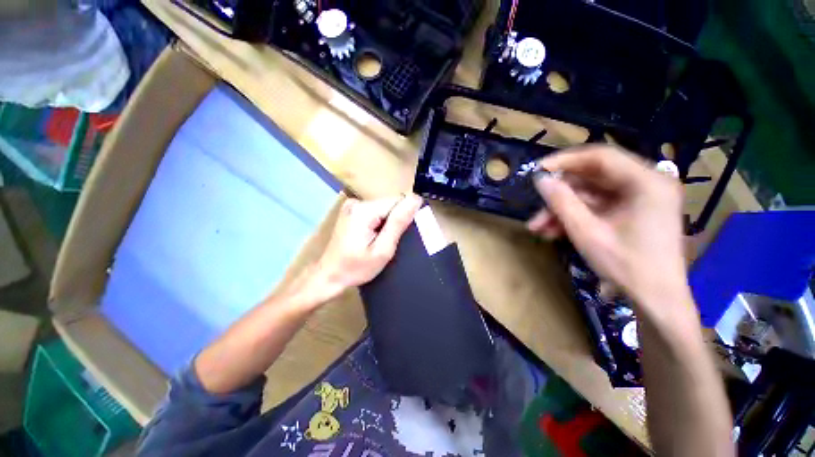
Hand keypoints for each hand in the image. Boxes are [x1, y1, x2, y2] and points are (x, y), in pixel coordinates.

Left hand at [312, 194, 422, 300]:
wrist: (329, 275)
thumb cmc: (356, 268)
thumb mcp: (382, 250)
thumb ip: (398, 223)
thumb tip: (415, 200)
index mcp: (364, 210)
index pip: (398, 201)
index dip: (406, 216)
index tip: (404, 234)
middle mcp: (357, 202)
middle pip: (390, 203)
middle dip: (396, 220)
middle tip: (391, 241)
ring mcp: (352, 205)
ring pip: (384, 207)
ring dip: (388, 222)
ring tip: (382, 240)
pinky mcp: (351, 210)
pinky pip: (375, 211)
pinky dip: (380, 222)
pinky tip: (374, 236)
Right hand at [527, 146, 689, 316]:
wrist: (656, 301)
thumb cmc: (627, 266)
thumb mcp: (587, 232)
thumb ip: (562, 202)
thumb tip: (540, 180)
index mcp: (646, 182)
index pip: (600, 156)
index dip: (565, 161)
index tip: (537, 171)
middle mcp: (646, 183)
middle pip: (593, 177)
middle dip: (560, 194)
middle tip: (536, 206)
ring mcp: (639, 199)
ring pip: (590, 195)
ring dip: (562, 209)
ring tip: (538, 227)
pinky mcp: (631, 212)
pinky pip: (596, 208)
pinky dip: (574, 217)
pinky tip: (552, 232)